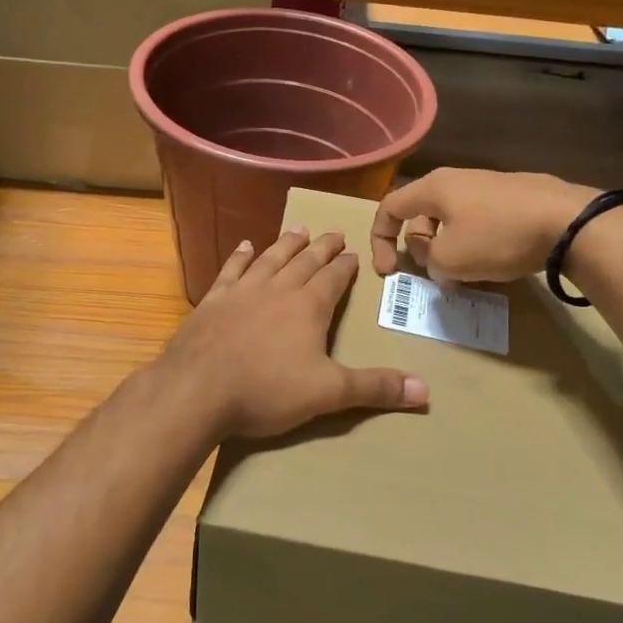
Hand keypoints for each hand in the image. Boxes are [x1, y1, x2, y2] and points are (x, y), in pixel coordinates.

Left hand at [157, 228, 429, 439]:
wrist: (197, 390)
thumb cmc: (266, 391)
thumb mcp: (328, 393)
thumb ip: (374, 388)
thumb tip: (426, 390)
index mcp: (308, 307)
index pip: (334, 278)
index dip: (346, 266)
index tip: (354, 253)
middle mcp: (278, 289)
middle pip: (305, 261)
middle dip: (323, 247)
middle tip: (334, 232)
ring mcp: (242, 291)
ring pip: (271, 259)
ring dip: (286, 243)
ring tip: (299, 229)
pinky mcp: (212, 301)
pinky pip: (231, 270)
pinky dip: (241, 256)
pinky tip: (246, 246)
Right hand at [370, 169, 595, 282]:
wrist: (568, 222)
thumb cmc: (498, 237)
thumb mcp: (449, 259)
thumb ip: (427, 259)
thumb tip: (434, 255)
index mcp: (434, 188)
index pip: (390, 207)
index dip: (379, 240)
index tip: (388, 272)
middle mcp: (457, 179)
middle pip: (421, 215)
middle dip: (419, 247)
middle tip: (435, 273)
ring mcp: (488, 185)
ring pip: (452, 219)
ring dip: (448, 248)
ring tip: (465, 273)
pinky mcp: (514, 196)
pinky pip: (479, 220)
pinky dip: (474, 242)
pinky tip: (494, 261)